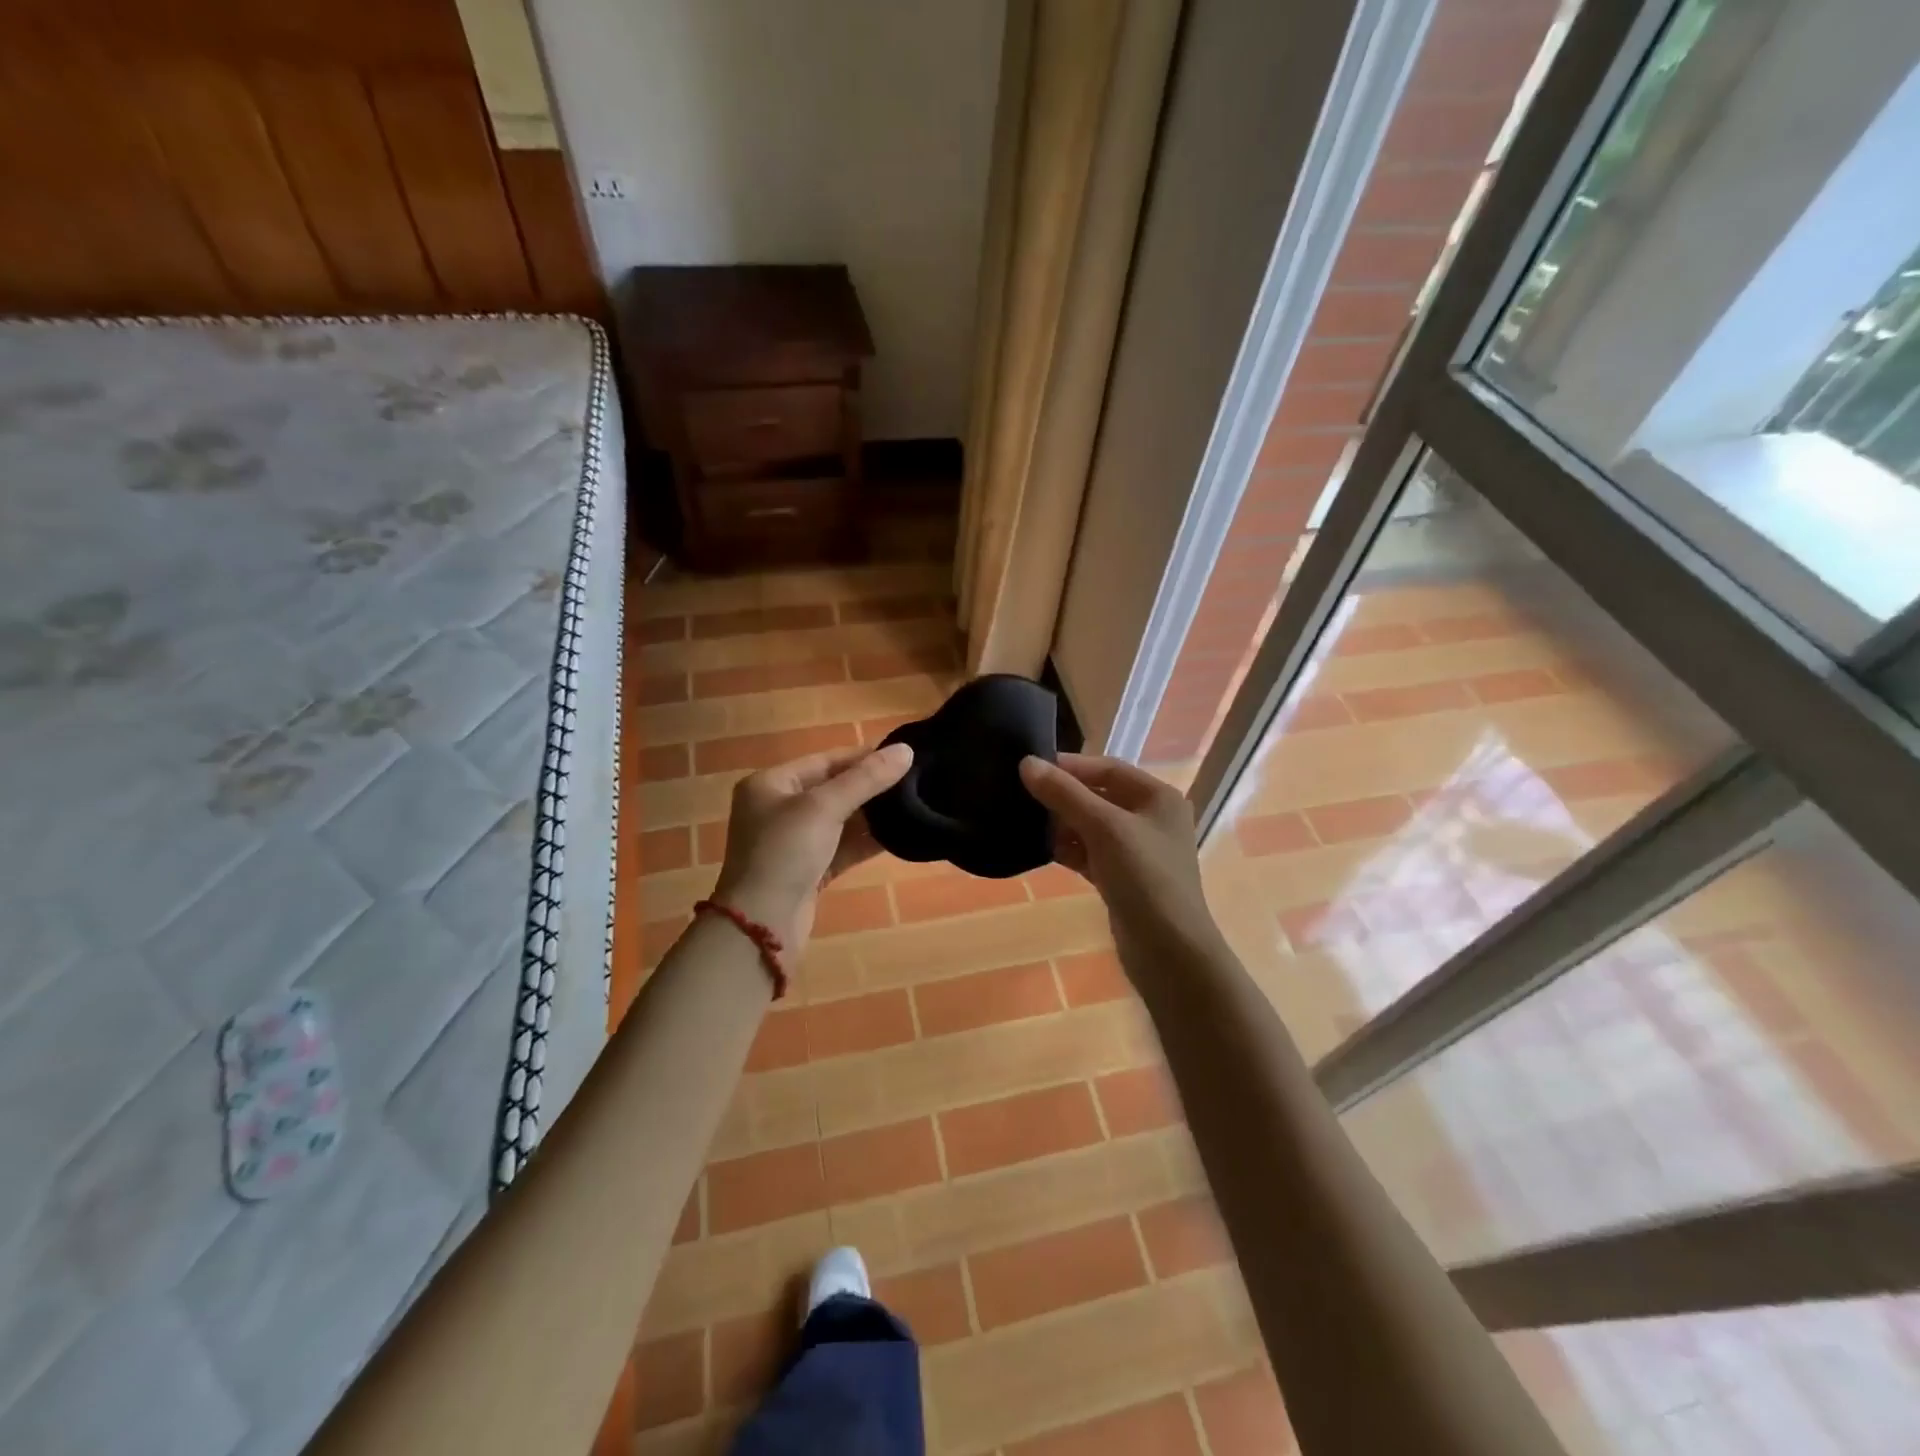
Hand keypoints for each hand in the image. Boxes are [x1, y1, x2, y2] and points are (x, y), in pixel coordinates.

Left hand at [712, 743, 912, 951]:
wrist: (761, 926)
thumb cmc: (784, 853)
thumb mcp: (824, 808)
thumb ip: (866, 779)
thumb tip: (906, 750)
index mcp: (771, 784)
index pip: (825, 760)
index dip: (864, 756)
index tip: (904, 755)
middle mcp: (779, 808)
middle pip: (833, 788)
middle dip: (871, 786)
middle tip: (915, 781)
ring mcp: (793, 841)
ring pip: (840, 819)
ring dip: (872, 815)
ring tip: (914, 805)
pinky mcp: (808, 869)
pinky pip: (842, 847)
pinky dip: (866, 841)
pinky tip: (899, 836)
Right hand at [1018, 753, 1221, 962]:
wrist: (1169, 951)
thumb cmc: (1144, 878)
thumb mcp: (1104, 828)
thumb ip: (1065, 794)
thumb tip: (1027, 763)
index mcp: (1158, 797)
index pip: (1108, 768)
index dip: (1070, 766)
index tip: (1030, 768)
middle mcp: (1152, 819)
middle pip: (1099, 796)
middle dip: (1064, 797)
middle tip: (1023, 798)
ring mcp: (1138, 851)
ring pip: (1092, 826)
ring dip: (1063, 825)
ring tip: (1029, 825)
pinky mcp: (1124, 878)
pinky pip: (1091, 853)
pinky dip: (1070, 850)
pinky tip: (1045, 851)